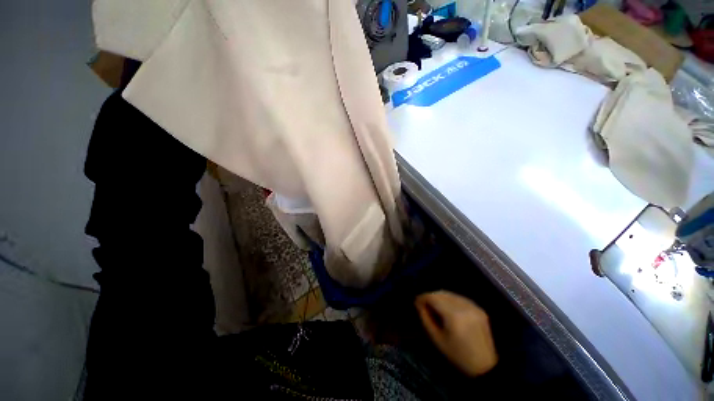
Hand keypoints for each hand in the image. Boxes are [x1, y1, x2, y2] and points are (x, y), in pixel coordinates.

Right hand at [415, 290, 497, 376]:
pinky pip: (460, 298)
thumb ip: (426, 318)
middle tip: (424, 304)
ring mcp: (473, 306)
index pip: (434, 297)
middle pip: (442, 293)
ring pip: (450, 294)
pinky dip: (450, 300)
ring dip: (440, 297)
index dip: (423, 297)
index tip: (416, 302)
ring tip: (434, 306)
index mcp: (453, 316)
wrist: (486, 366)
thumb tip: (419, 303)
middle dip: (431, 296)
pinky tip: (448, 308)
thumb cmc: (458, 356)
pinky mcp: (479, 308)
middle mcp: (464, 307)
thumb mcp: (437, 339)